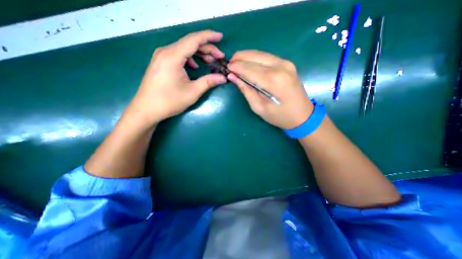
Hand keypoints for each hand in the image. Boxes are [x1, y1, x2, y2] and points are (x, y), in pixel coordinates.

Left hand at [126, 29, 227, 125]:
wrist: (146, 109)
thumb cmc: (169, 101)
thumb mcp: (192, 92)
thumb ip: (209, 82)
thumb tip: (223, 77)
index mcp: (173, 56)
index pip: (194, 40)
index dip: (209, 37)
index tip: (221, 37)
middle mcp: (165, 51)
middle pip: (189, 43)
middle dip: (206, 48)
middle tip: (219, 56)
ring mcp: (161, 56)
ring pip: (184, 49)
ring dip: (198, 53)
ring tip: (210, 60)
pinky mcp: (160, 62)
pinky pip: (177, 55)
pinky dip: (189, 58)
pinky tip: (195, 66)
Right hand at [227, 50, 313, 129]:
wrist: (303, 115)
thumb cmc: (279, 116)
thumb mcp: (259, 108)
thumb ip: (246, 90)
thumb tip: (233, 77)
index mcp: (273, 80)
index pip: (249, 68)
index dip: (236, 67)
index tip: (226, 68)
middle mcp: (280, 67)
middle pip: (255, 56)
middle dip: (239, 58)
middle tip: (229, 63)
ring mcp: (286, 63)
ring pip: (261, 54)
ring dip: (247, 56)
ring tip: (236, 62)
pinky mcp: (287, 64)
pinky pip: (267, 57)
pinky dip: (255, 58)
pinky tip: (249, 63)